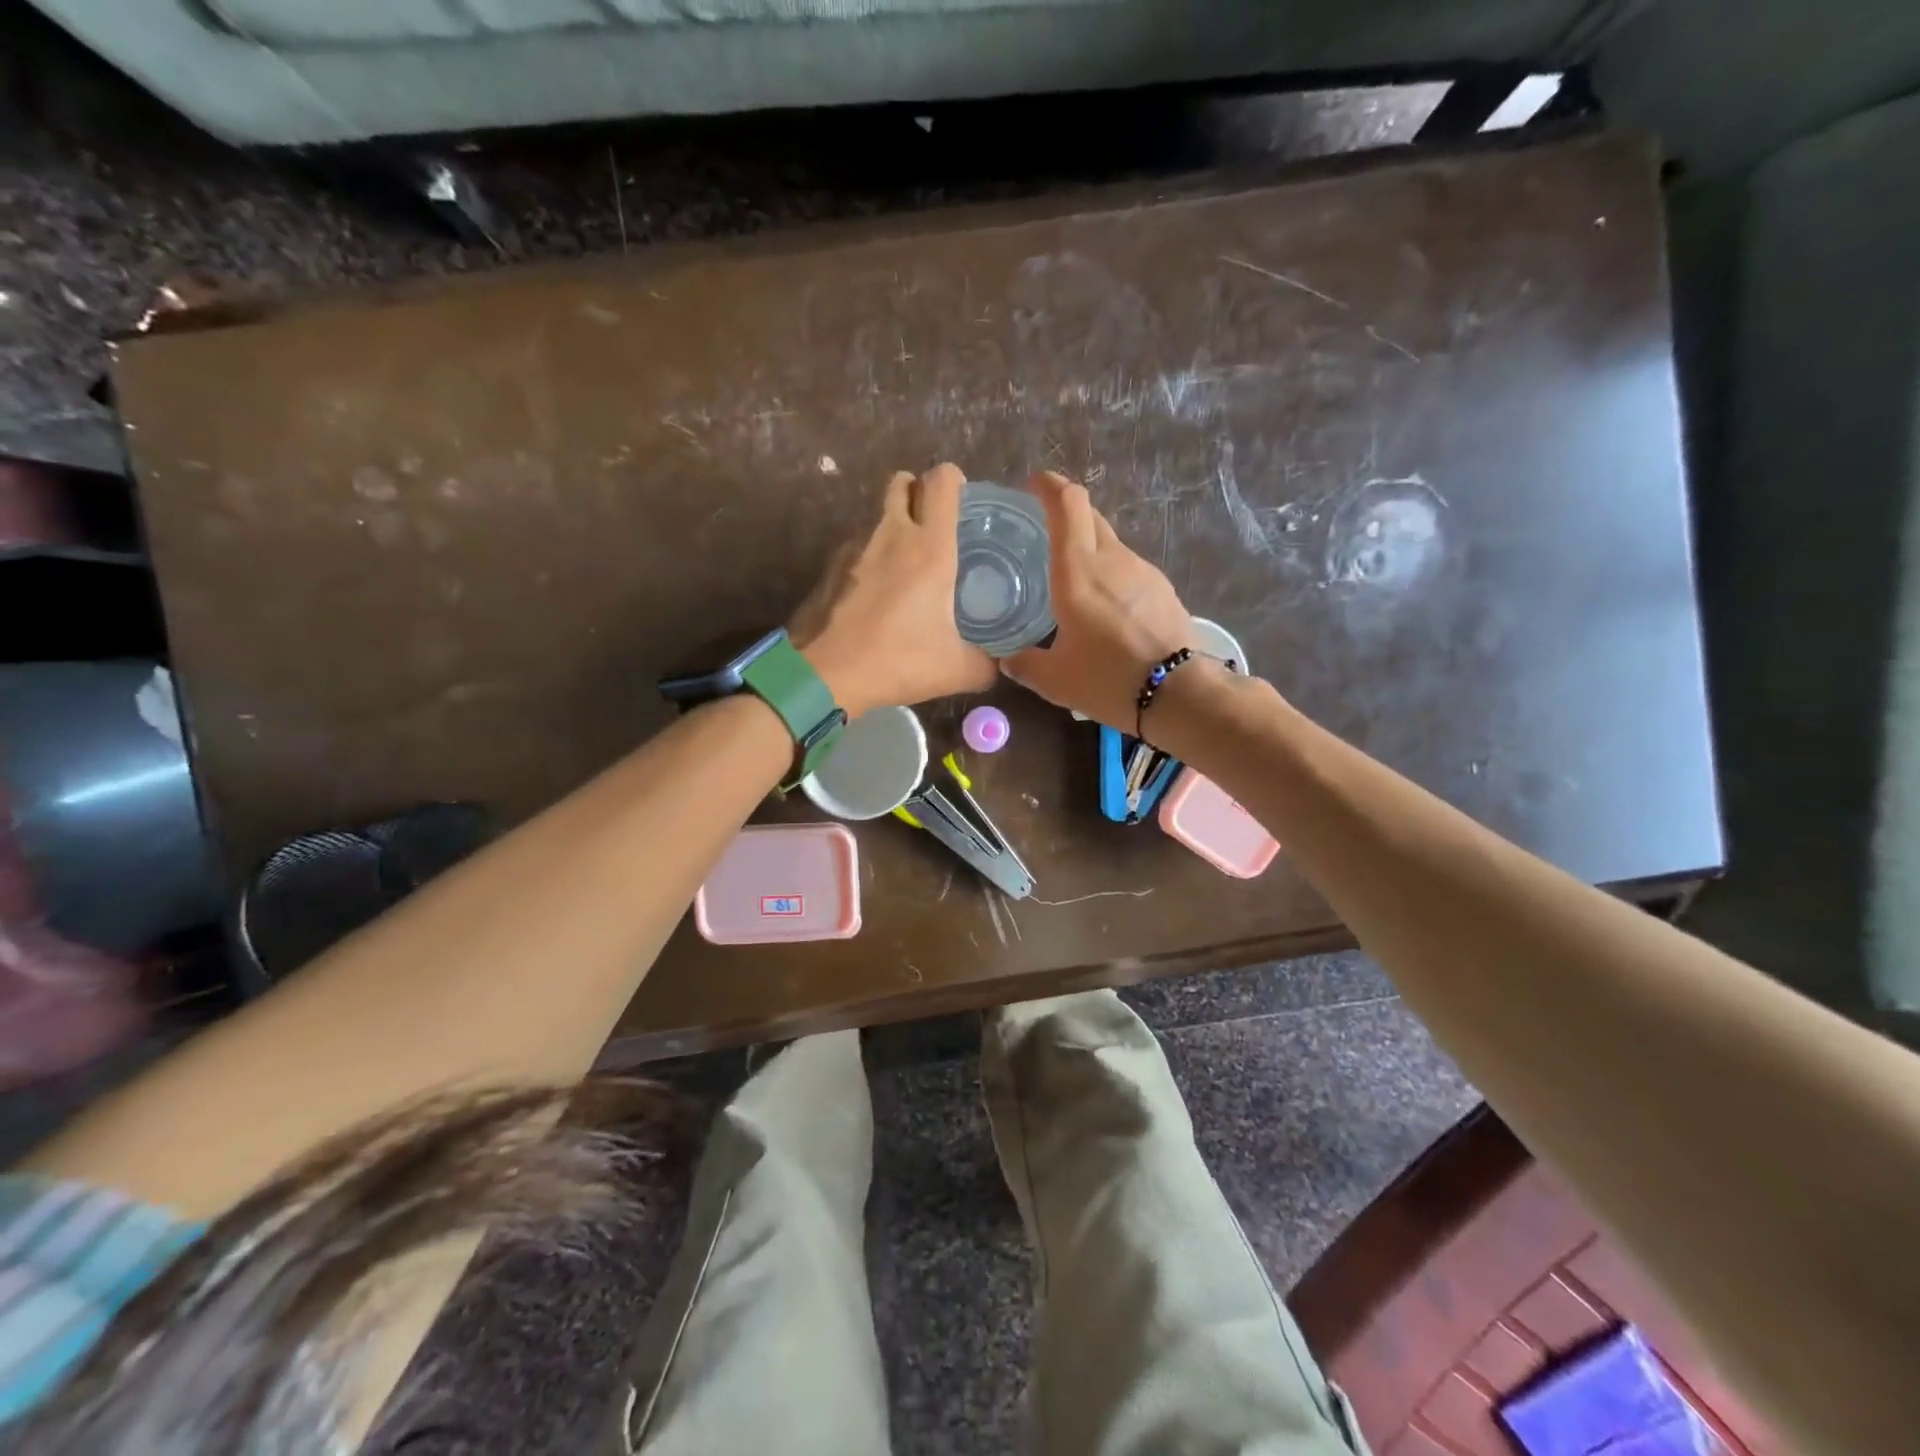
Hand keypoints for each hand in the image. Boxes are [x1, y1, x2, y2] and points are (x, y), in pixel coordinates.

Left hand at [790, 463, 997, 716]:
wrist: (826, 674)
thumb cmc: (897, 661)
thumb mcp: (956, 670)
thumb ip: (986, 664)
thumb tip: (1000, 664)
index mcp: (930, 547)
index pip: (942, 482)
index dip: (955, 481)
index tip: (964, 502)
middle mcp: (893, 534)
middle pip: (904, 482)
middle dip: (920, 491)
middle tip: (936, 524)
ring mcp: (857, 547)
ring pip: (880, 513)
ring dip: (896, 522)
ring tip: (910, 561)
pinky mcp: (833, 566)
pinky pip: (861, 544)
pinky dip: (874, 553)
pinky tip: (881, 589)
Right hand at [1002, 471, 1193, 728]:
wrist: (1179, 694)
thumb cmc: (1107, 679)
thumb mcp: (1054, 679)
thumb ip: (1025, 664)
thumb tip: (1009, 659)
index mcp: (1077, 571)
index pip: (1067, 504)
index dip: (1049, 486)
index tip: (1034, 484)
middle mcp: (1112, 559)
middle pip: (1090, 516)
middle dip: (1066, 512)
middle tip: (1043, 531)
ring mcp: (1142, 571)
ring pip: (1110, 543)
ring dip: (1089, 548)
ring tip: (1073, 579)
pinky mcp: (1162, 588)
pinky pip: (1128, 568)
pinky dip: (1110, 574)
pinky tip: (1105, 606)